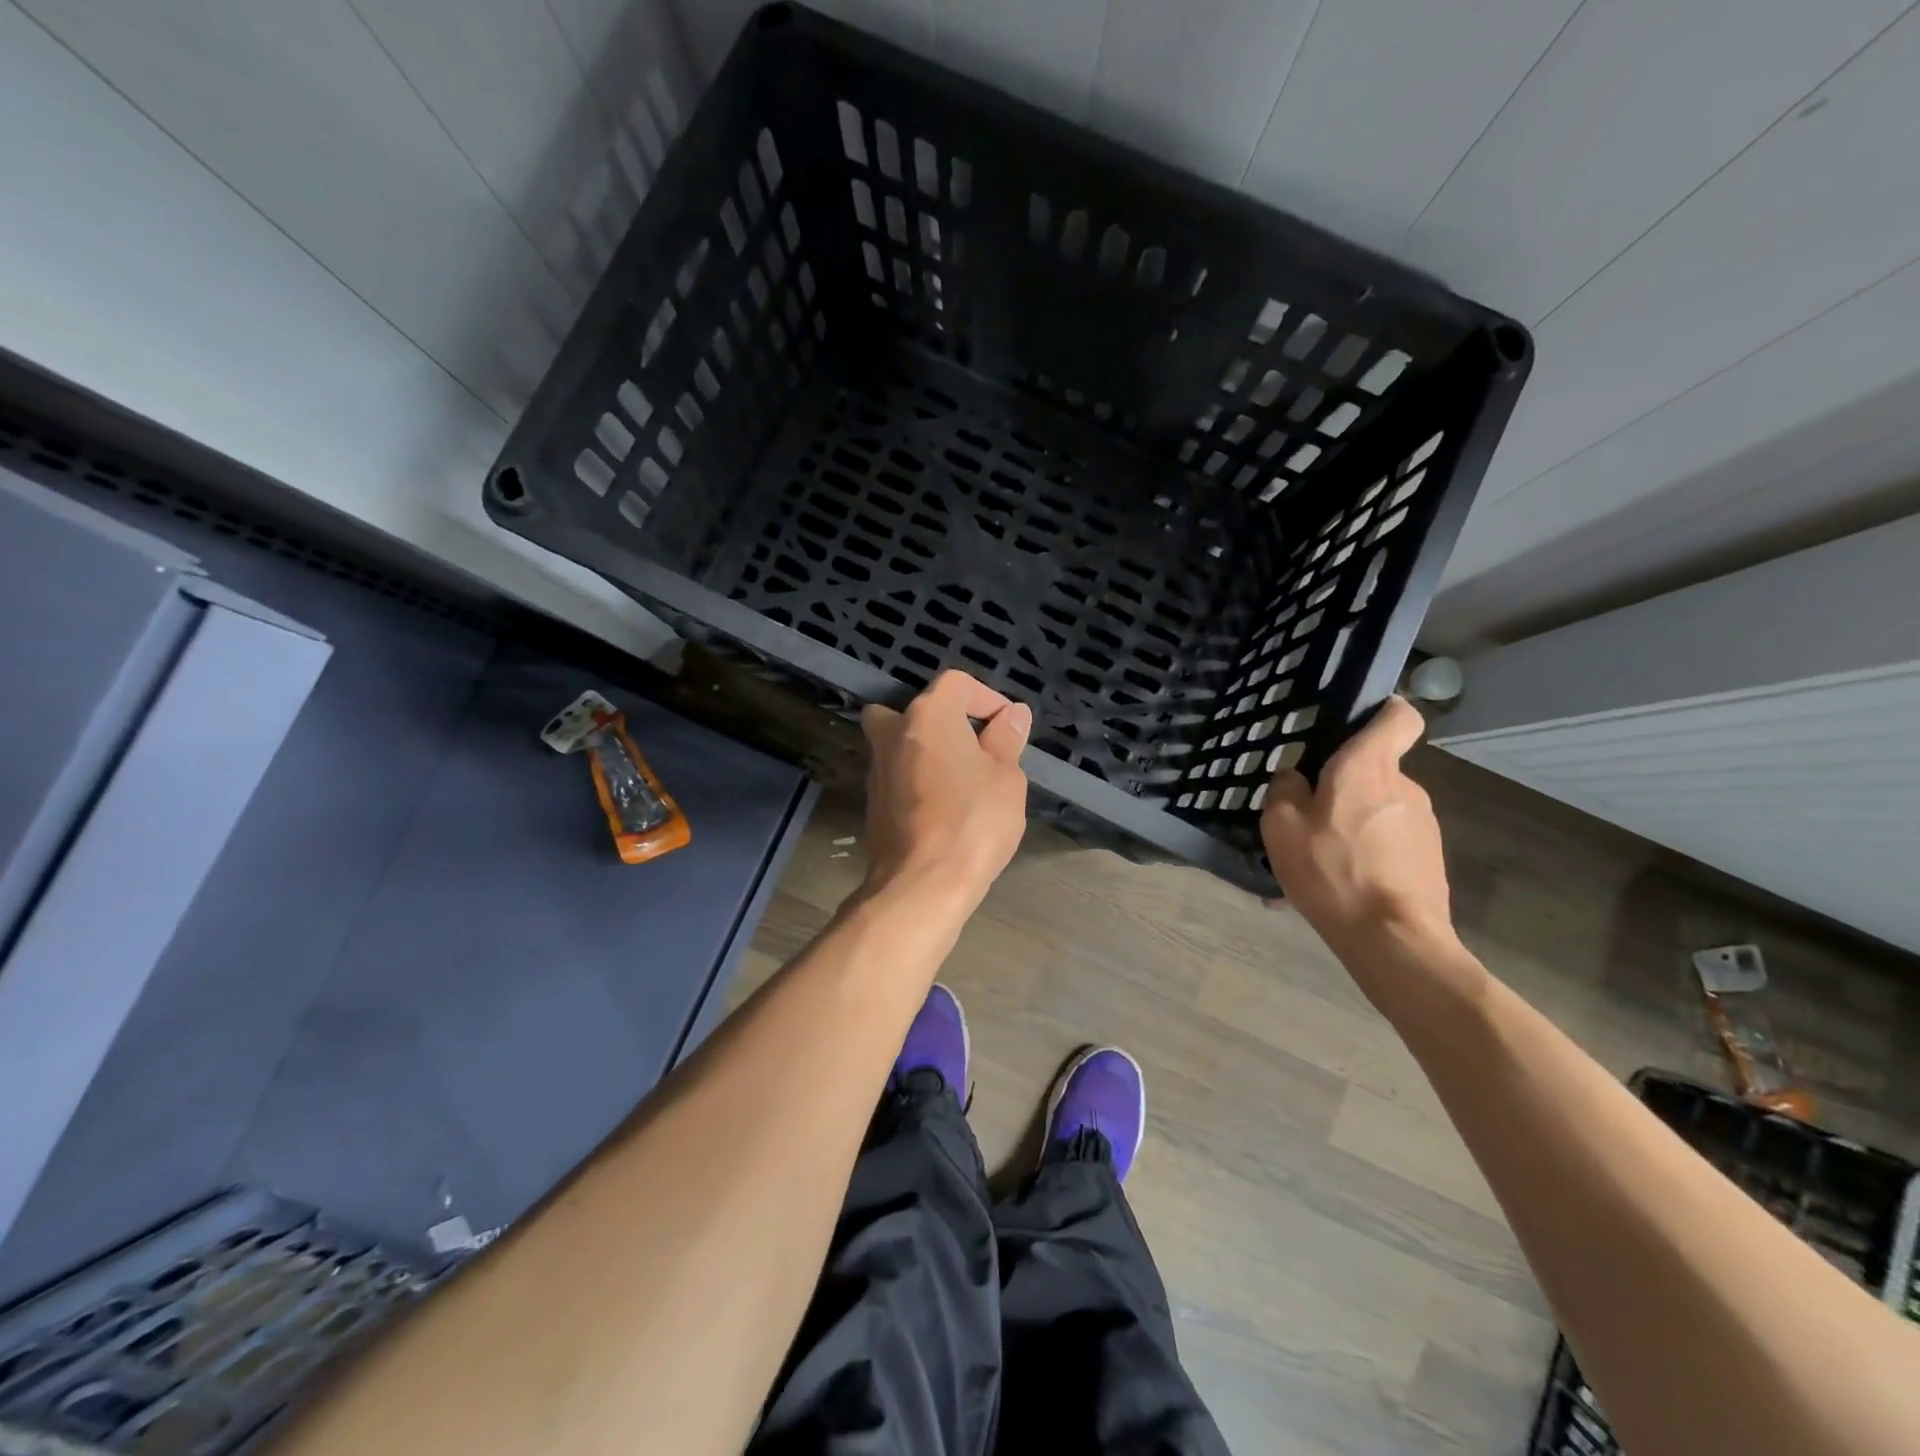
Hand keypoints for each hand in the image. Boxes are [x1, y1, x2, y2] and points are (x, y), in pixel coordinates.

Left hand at [859, 670, 1031, 905]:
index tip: (1007, 727)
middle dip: (943, 722)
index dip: (986, 698)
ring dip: (927, 753)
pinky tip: (941, 810)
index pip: (956, 684)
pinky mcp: (871, 804)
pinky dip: (916, 782)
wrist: (922, 883)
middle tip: (971, 747)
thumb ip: (1006, 739)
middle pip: (915, 710)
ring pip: (900, 744)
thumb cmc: (973, 821)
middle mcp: (893, 734)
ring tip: (962, 783)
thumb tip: (1012, 714)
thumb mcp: (1006, 778)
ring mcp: (876, 770)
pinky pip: (897, 778)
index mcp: (927, 716)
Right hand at [1260, 696, 1453, 957]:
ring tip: (1319, 864)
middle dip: (1343, 788)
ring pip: (1378, 810)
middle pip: (1374, 770)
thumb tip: (1295, 777)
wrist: (1393, 939)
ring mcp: (1424, 824)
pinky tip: (1339, 887)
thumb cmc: (1332, 870)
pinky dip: (1365, 856)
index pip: (1398, 715)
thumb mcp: (1281, 826)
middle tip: (1308, 819)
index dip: (1380, 711)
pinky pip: (1388, 844)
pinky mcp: (1430, 858)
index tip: (1352, 726)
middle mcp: (1404, 786)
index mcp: (1368, 767)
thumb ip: (1285, 789)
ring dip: (1351, 826)